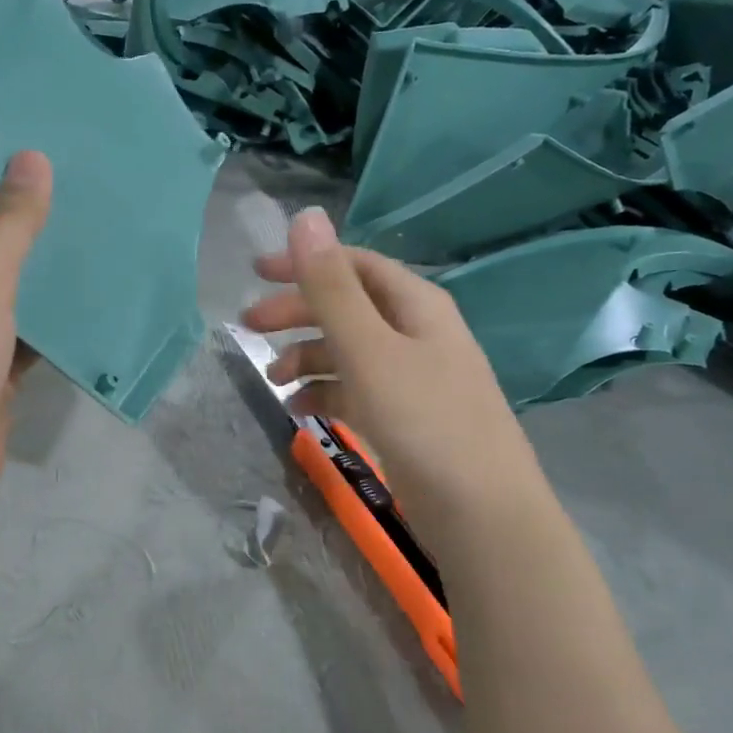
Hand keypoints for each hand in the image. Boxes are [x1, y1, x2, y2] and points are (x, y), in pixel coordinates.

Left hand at [0, 152, 52, 556]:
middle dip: (14, 212)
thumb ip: (5, 225)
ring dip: (37, 265)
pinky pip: (23, 331)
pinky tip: (91, 286)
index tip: (13, 130)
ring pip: (2, 288)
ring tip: (88, 214)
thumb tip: (32, 158)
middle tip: (67, 166)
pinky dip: (51, 316)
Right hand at [239, 208, 531, 535]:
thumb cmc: (425, 421)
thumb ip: (332, 288)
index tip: (255, 274)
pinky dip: (327, 394)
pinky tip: (301, 411)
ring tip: (273, 380)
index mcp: (417, 305)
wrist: (483, 516)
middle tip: (249, 328)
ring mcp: (414, 378)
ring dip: (308, 358)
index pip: (355, 265)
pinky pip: (358, 391)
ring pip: (350, 352)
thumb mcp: (369, 350)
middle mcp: (418, 333)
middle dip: (298, 314)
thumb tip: (305, 216)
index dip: (306, 262)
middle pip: (349, 307)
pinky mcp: (408, 419)